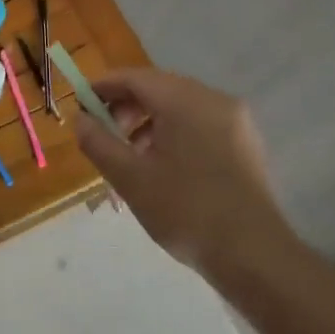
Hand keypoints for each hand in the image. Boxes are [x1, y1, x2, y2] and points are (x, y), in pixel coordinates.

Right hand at [74, 67, 295, 272]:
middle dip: (126, 106)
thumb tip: (80, 119)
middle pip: (159, 88)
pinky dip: (174, 132)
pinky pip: (200, 123)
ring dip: (149, 121)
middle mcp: (213, 99)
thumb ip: (99, 142)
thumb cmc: (186, 211)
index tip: (80, 105)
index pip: (135, 78)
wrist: (254, 255)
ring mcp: (235, 120)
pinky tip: (162, 166)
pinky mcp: (245, 143)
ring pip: (180, 106)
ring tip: (130, 155)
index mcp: (185, 101)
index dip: (103, 87)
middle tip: (103, 134)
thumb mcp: (130, 178)